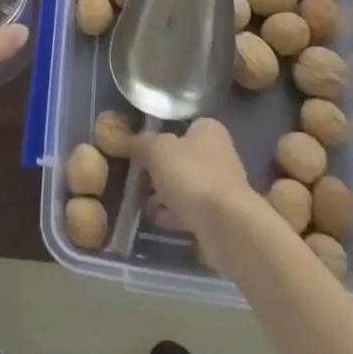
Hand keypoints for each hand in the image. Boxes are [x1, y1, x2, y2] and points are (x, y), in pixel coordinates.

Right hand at [132, 118, 255, 241]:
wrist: (226, 226)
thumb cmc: (191, 176)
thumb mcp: (156, 150)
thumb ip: (140, 143)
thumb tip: (126, 139)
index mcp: (208, 130)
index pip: (180, 127)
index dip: (158, 137)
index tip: (139, 152)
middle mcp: (219, 154)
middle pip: (180, 158)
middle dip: (158, 171)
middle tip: (138, 180)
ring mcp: (221, 186)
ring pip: (185, 186)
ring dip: (164, 195)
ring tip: (143, 204)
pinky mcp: (220, 215)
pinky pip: (191, 209)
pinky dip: (174, 214)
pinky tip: (158, 220)